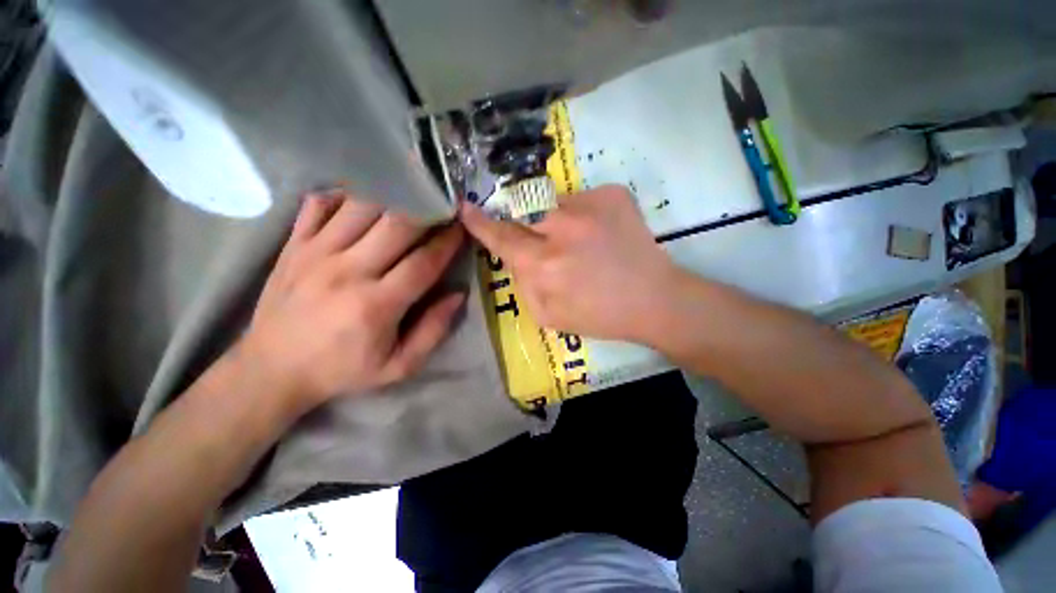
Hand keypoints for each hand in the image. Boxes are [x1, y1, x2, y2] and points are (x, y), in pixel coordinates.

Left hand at [239, 191, 465, 409]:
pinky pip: (320, 204)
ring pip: (362, 206)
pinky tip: (365, 198)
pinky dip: (345, 194)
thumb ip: (433, 331)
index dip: (449, 242)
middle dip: (427, 209)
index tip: (463, 227)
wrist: (271, 370)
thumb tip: (457, 295)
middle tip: (442, 204)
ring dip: (393, 195)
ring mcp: (316, 253)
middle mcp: (347, 271)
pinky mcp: (294, 245)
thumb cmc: (342, 370)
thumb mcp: (398, 366)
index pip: (424, 262)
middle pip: (396, 224)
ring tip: (412, 194)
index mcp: (377, 305)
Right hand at [460, 184, 678, 342]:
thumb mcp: (548, 316)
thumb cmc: (599, 316)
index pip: (500, 235)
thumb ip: (523, 283)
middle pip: (523, 211)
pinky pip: (581, 199)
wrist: (654, 299)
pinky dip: (582, 216)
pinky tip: (600, 236)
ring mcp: (589, 205)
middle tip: (545, 242)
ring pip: (553, 204)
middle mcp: (561, 228)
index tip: (465, 207)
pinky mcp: (612, 194)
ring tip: (581, 244)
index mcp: (543, 264)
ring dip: (557, 222)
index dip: (480, 222)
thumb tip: (515, 257)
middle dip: (524, 223)